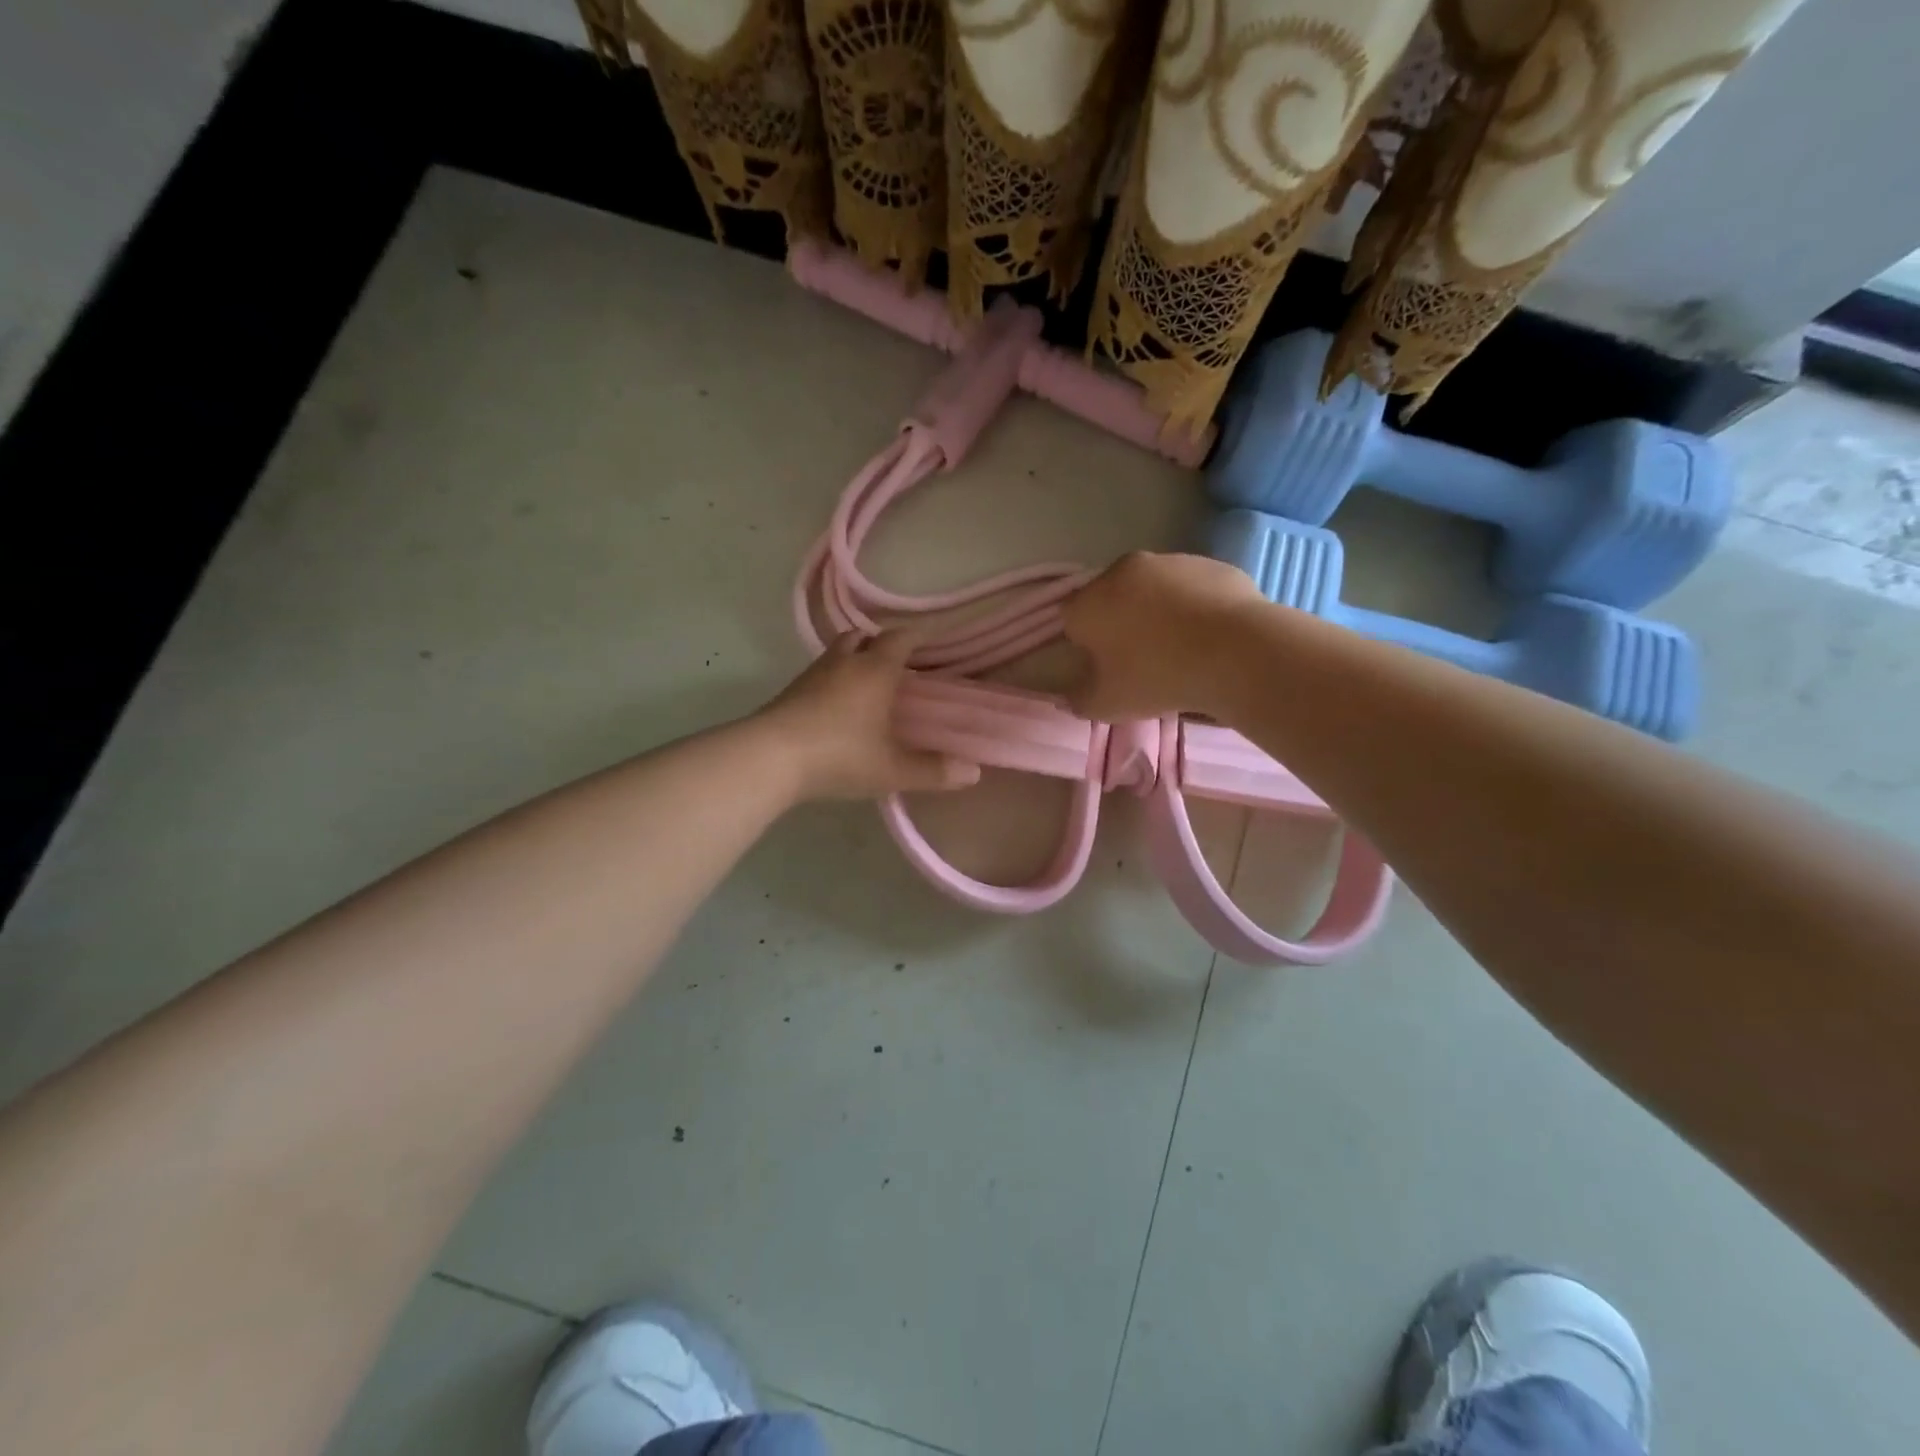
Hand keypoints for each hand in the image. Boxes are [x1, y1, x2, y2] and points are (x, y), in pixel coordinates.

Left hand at [754, 631, 982, 799]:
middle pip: (862, 636)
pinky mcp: (789, 693)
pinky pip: (819, 675)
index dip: (917, 636)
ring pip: (837, 653)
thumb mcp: (892, 769)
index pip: (900, 639)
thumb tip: (973, 772)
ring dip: (853, 660)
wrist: (769, 759)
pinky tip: (837, 707)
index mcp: (874, 671)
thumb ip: (933, 770)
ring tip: (867, 684)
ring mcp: (811, 676)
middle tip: (896, 662)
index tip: (930, 639)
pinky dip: (833, 681)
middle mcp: (843, 663)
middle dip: (880, 643)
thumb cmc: (840, 755)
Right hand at [1062, 551, 1266, 720]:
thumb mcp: (1107, 704)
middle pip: (1112, 598)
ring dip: (1158, 612)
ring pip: (1153, 589)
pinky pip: (1192, 588)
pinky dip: (1194, 606)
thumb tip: (1067, 696)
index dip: (1085, 644)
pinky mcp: (1210, 564)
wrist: (1235, 652)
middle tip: (1141, 659)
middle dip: (1120, 623)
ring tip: (1181, 648)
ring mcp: (1171, 561)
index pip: (1072, 619)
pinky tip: (1209, 636)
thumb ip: (1078, 700)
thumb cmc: (1157, 677)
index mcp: (1090, 601)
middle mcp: (1124, 570)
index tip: (1105, 667)